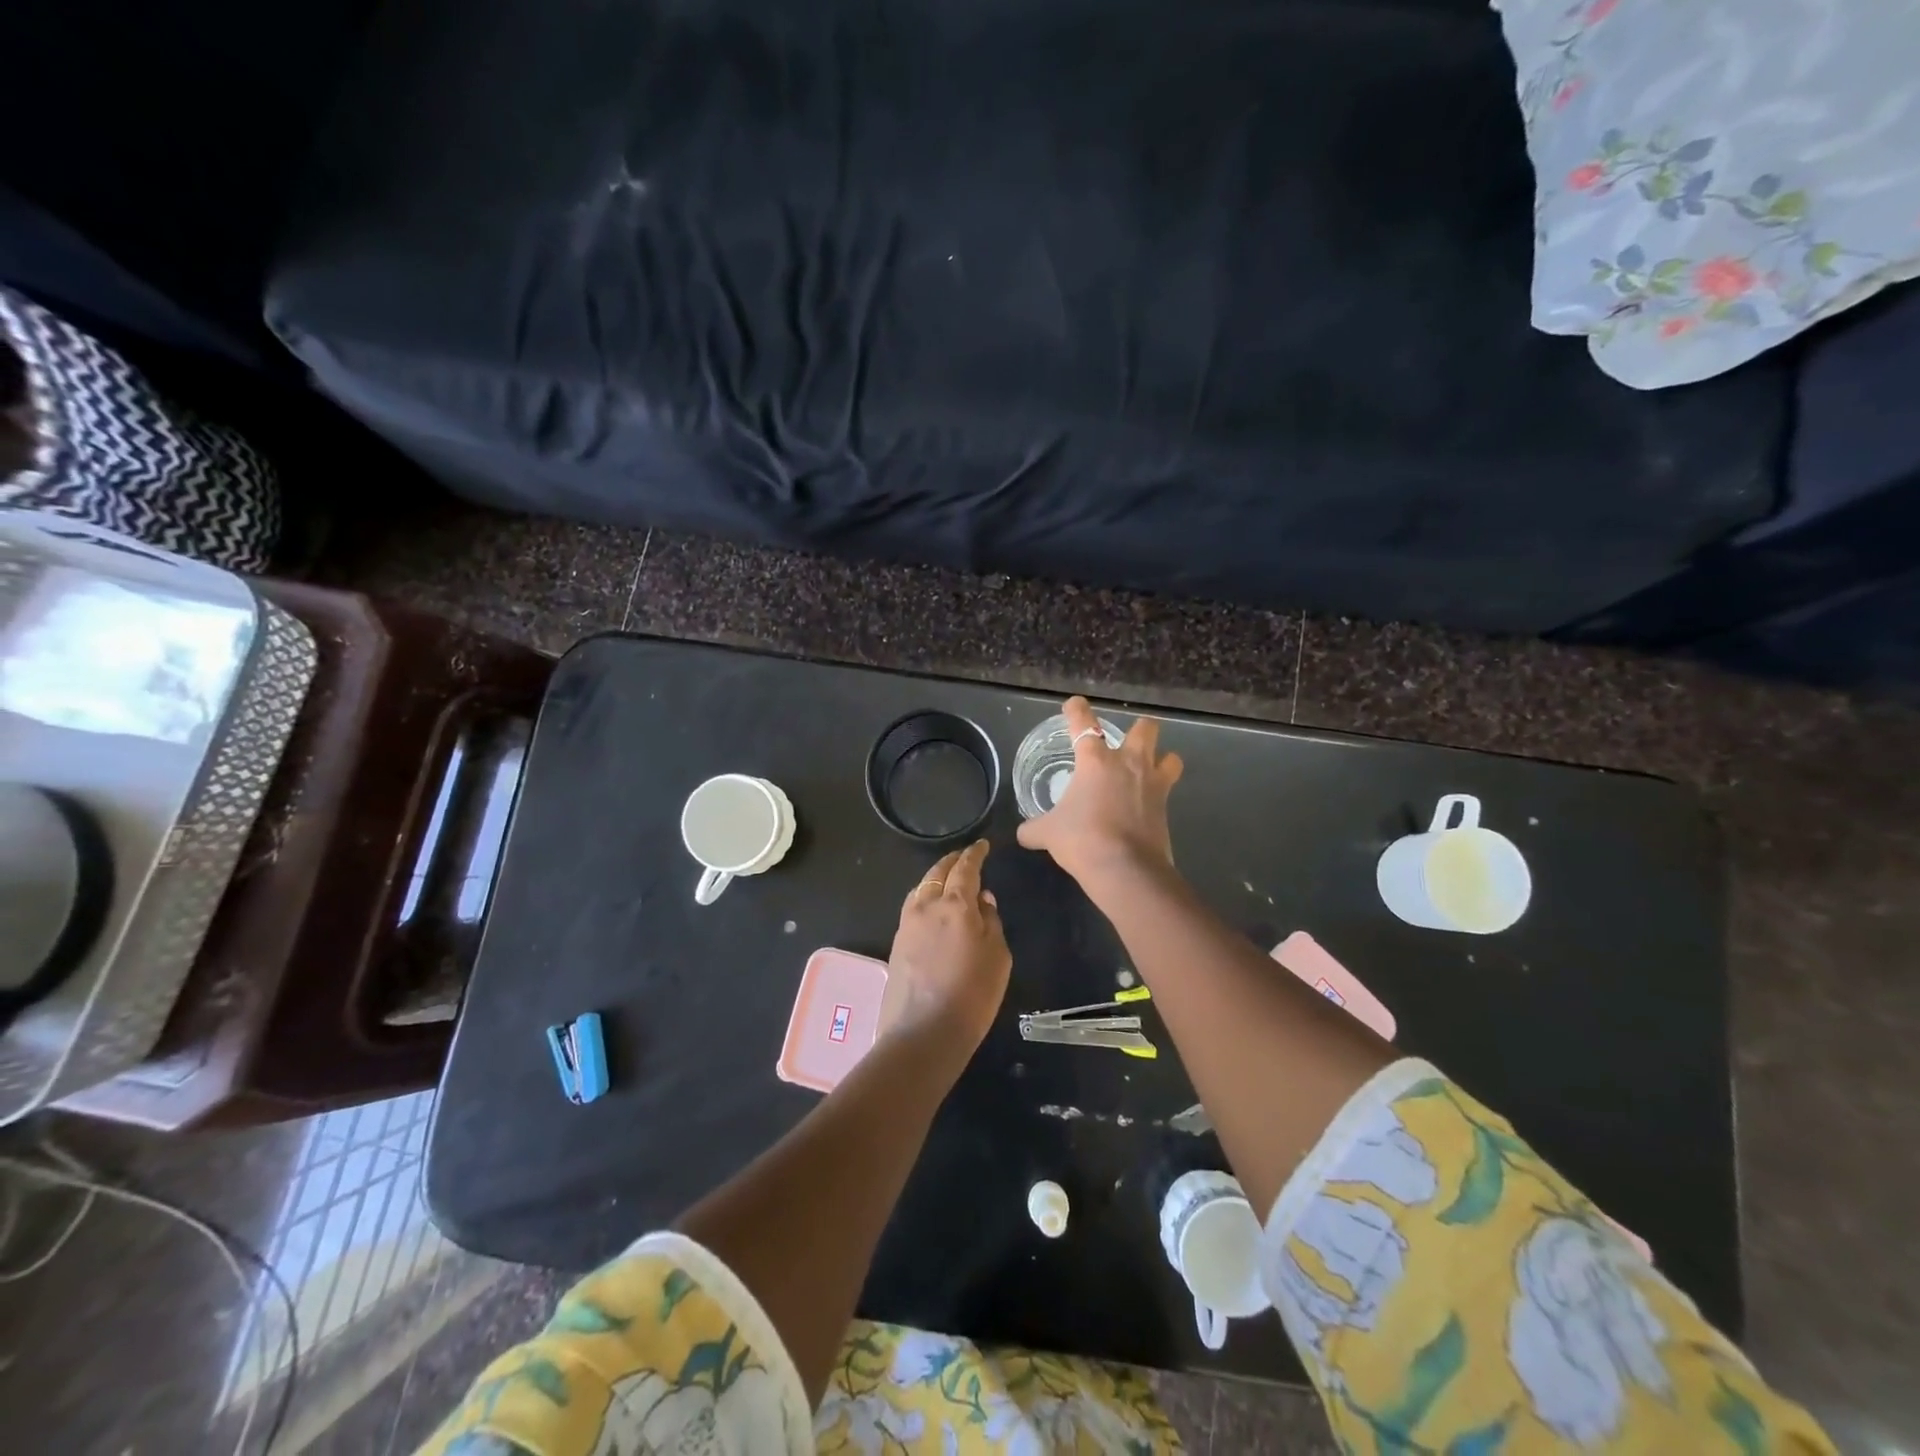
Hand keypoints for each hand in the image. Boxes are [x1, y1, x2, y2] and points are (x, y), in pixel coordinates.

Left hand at [880, 840, 1012, 1054]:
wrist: (924, 1032)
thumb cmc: (973, 994)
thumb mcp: (998, 956)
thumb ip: (991, 922)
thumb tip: (983, 900)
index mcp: (956, 904)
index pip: (966, 868)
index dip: (975, 854)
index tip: (982, 845)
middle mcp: (927, 906)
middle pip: (938, 872)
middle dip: (952, 861)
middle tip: (964, 857)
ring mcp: (906, 924)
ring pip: (921, 888)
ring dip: (935, 878)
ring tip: (948, 880)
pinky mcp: (896, 943)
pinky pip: (913, 907)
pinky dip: (925, 898)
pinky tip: (932, 908)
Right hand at [1016, 696, 1182, 888]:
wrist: (1124, 869)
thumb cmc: (1082, 839)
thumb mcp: (1048, 833)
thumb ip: (1034, 829)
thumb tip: (1023, 834)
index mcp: (1095, 761)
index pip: (1083, 723)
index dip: (1077, 710)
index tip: (1074, 705)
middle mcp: (1128, 763)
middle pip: (1145, 729)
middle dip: (1139, 729)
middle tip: (1127, 741)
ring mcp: (1152, 784)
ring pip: (1170, 756)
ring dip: (1162, 758)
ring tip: (1151, 768)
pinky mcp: (1166, 807)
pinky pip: (1169, 790)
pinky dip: (1160, 793)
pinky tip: (1148, 804)